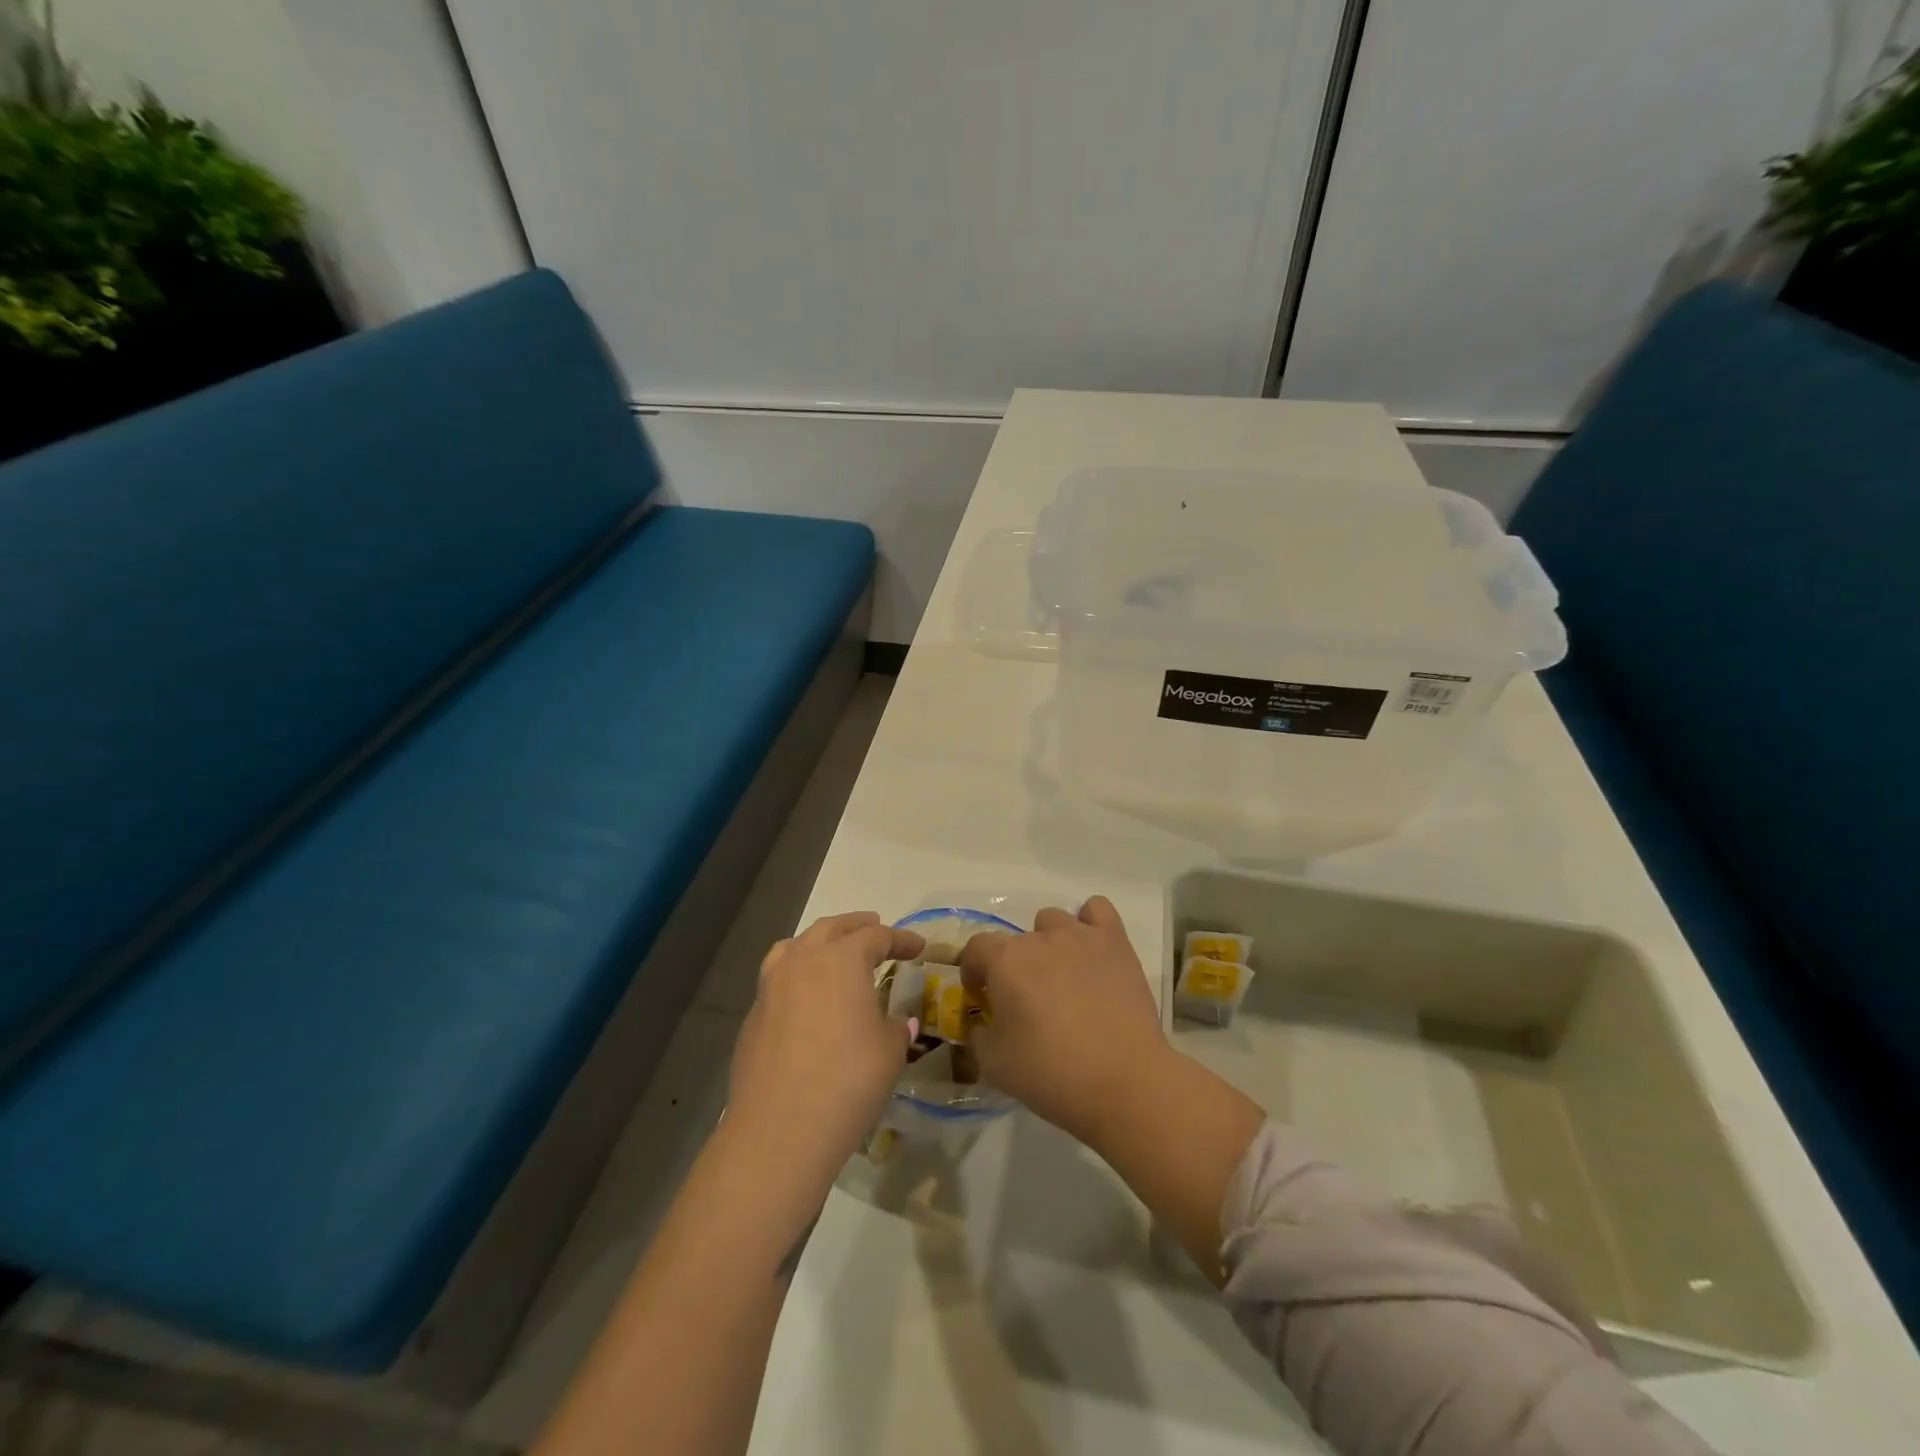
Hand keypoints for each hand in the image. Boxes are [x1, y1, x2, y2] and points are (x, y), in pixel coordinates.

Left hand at [727, 912, 924, 1195]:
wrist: (778, 1130)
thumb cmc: (847, 1081)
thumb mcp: (888, 1052)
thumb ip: (895, 1028)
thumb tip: (898, 1021)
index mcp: (841, 960)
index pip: (876, 937)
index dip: (901, 940)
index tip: (918, 947)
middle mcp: (802, 961)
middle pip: (831, 928)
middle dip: (857, 926)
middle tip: (877, 927)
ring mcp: (771, 986)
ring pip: (796, 946)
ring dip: (821, 941)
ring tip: (835, 950)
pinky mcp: (753, 1016)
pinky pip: (779, 977)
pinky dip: (799, 973)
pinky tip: (808, 996)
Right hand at [960, 896, 1169, 1145]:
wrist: (1124, 1082)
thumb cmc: (1051, 1074)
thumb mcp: (993, 1065)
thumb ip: (978, 1035)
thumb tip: (981, 1022)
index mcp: (1006, 961)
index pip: (976, 947)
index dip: (974, 971)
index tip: (982, 997)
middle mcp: (1041, 938)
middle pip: (1017, 939)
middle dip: (1014, 966)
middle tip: (1026, 1001)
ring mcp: (1081, 936)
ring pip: (1054, 921)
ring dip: (1049, 943)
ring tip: (1061, 978)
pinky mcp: (1116, 943)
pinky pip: (1098, 910)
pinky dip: (1090, 924)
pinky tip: (1091, 951)